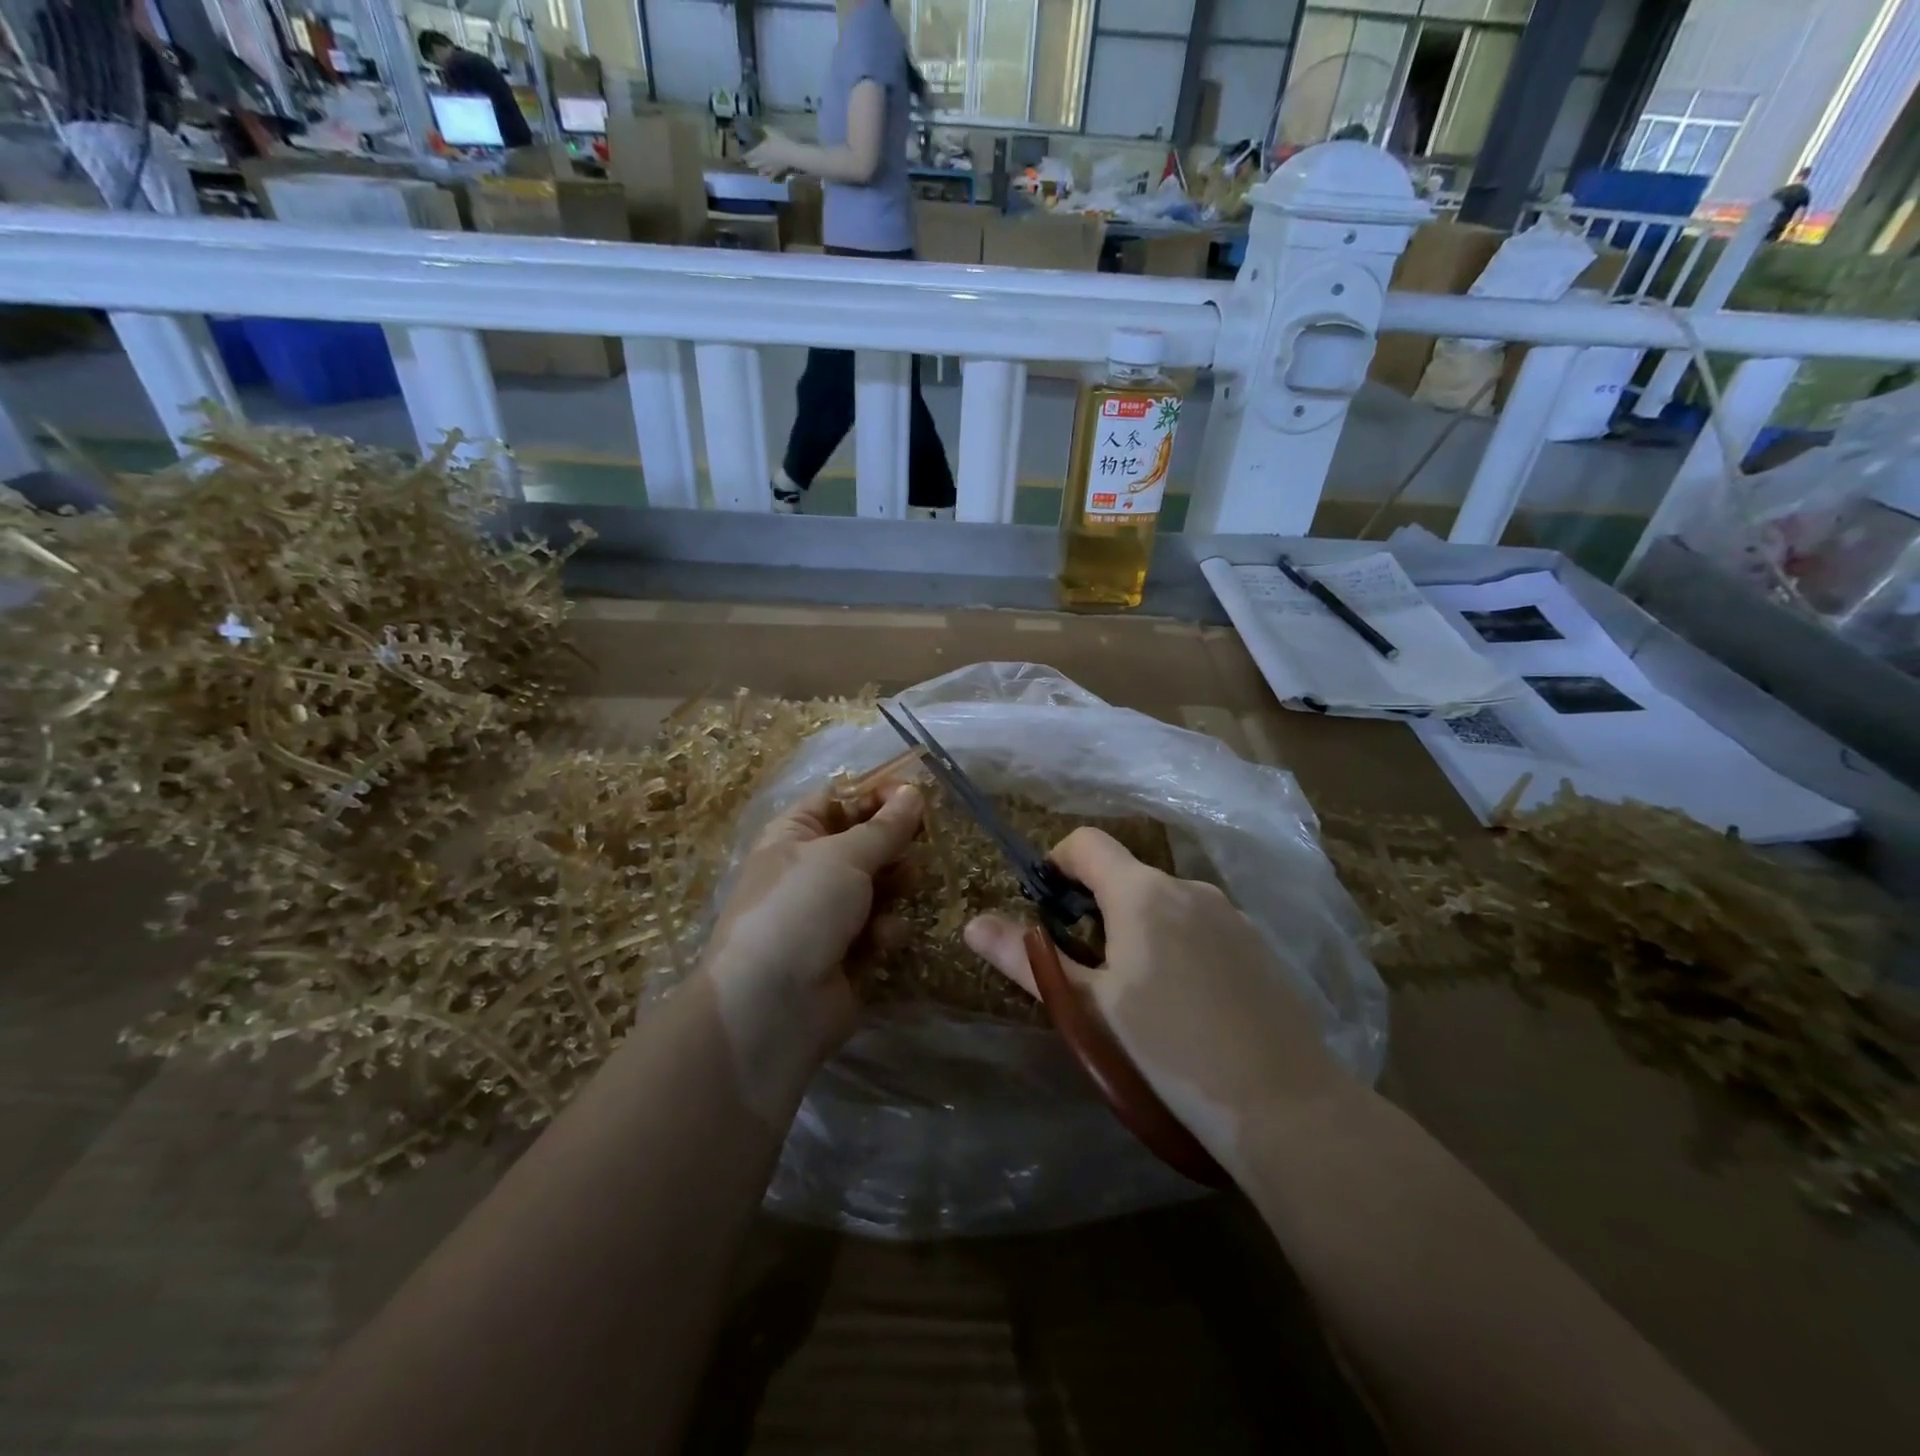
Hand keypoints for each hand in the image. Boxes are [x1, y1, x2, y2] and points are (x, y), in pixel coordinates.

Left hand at [702, 782, 923, 1069]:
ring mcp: (828, 913)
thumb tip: (913, 792)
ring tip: (905, 889)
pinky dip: (884, 930)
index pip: (840, 798)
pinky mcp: (847, 952)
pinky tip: (882, 941)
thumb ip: (885, 826)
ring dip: (895, 886)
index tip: (916, 797)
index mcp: (795, 834)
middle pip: (865, 841)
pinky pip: (879, 926)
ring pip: (878, 884)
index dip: (877, 794)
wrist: (770, 1008)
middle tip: (920, 844)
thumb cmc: (800, 910)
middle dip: (894, 844)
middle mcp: (810, 869)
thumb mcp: (843, 857)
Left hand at [746, 129, 802, 177]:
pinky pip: (772, 176)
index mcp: (759, 151)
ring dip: (758, 170)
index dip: (745, 155)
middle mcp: (762, 161)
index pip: (749, 154)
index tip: (741, 155)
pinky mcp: (777, 171)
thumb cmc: (780, 141)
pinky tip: (768, 179)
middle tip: (747, 162)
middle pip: (753, 164)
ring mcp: (770, 167)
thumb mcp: (770, 131)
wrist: (791, 154)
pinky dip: (769, 177)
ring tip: (756, 170)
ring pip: (761, 170)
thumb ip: (763, 129)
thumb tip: (758, 126)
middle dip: (749, 163)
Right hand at [964, 827, 1349, 1171]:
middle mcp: (1188, 888)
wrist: (1286, 1106)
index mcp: (1142, 893)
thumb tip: (973, 924)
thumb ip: (1028, 960)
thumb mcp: (1089, 1008)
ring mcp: (1231, 914)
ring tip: (1139, 999)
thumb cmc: (1170, 1051)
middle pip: (1125, 876)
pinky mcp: (1258, 945)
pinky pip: (1200, 927)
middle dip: (1096, 910)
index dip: (1056, 864)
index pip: (1086, 843)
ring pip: (1164, 904)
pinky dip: (1178, 946)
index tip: (1047, 911)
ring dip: (1138, 930)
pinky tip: (1189, 1007)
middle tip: (1089, 974)